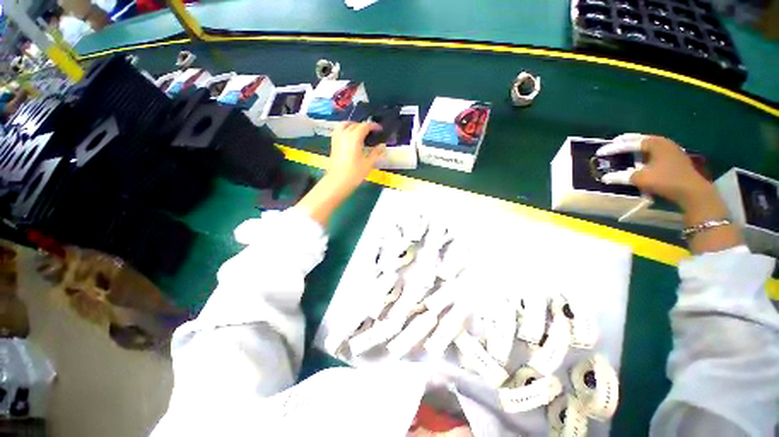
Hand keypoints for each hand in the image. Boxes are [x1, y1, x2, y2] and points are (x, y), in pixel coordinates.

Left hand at [327, 122, 385, 189]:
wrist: (337, 182)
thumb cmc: (354, 174)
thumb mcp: (368, 164)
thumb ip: (376, 153)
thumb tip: (383, 146)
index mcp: (355, 138)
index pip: (365, 126)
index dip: (373, 126)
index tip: (380, 129)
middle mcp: (345, 135)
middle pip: (355, 124)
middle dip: (364, 126)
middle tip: (372, 132)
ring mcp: (337, 139)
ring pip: (344, 125)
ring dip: (353, 124)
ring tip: (359, 131)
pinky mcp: (333, 144)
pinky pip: (338, 131)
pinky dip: (345, 129)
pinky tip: (349, 137)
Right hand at [596, 134, 711, 209]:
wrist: (692, 192)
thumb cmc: (666, 181)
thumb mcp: (641, 179)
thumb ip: (621, 176)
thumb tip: (605, 178)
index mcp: (655, 143)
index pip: (629, 143)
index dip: (613, 148)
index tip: (600, 152)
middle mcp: (663, 143)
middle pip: (640, 140)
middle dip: (625, 142)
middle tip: (612, 144)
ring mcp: (671, 150)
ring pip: (648, 145)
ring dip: (635, 147)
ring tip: (623, 149)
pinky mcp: (674, 158)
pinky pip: (654, 152)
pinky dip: (643, 153)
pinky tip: (639, 158)